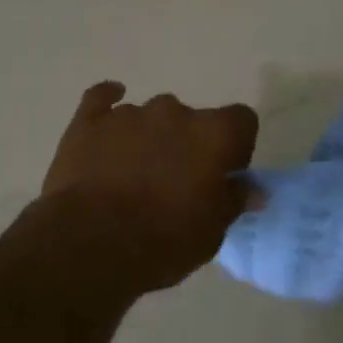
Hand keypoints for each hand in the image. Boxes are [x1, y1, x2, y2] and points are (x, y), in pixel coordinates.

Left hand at [35, 82, 259, 299]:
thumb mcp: (211, 232)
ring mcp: (128, 113)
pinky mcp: (89, 120)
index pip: (241, 119)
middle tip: (176, 181)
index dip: (236, 145)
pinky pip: (101, 99)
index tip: (226, 172)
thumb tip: (253, 188)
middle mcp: (173, 112)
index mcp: (212, 134)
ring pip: (149, 116)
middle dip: (187, 143)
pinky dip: (107, 105)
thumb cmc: (163, 241)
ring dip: (149, 137)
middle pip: (191, 118)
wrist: (90, 243)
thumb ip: (233, 200)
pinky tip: (108, 112)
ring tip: (134, 175)